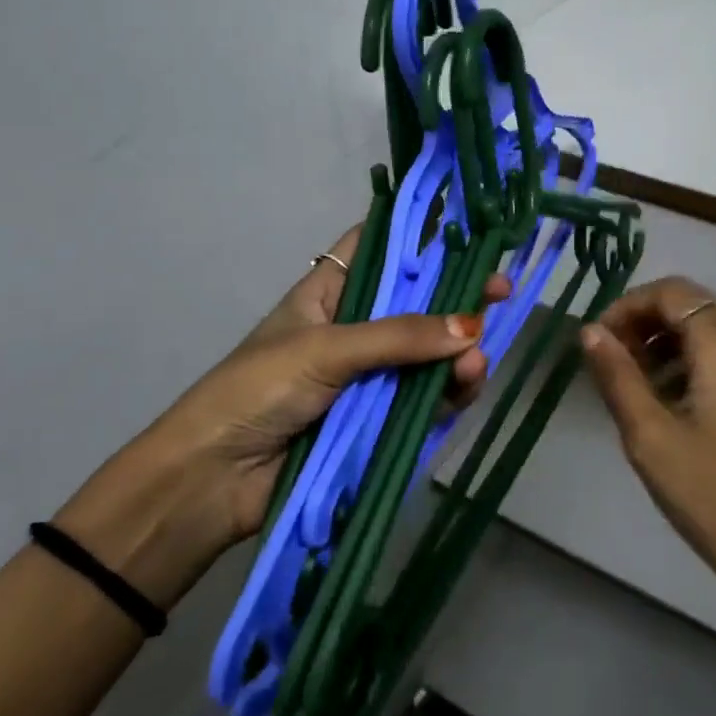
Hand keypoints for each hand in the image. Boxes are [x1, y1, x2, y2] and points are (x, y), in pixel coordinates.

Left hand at [57, 226, 506, 606]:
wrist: (213, 481)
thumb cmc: (257, 391)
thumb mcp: (325, 349)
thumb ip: (399, 337)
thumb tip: (473, 328)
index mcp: (329, 294)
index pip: (379, 251)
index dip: (421, 240)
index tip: (469, 233)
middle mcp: (353, 330)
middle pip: (416, 305)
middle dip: (457, 299)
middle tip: (502, 293)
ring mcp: (369, 378)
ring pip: (428, 355)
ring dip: (458, 354)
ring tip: (479, 358)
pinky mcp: (379, 422)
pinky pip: (424, 400)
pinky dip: (449, 393)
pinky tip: (469, 384)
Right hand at [579, 276, 715, 628]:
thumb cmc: (713, 494)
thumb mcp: (650, 435)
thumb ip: (618, 376)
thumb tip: (589, 331)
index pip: (672, 291)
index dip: (627, 305)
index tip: (596, 341)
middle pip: (690, 306)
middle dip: (642, 323)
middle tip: (607, 361)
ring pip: (705, 332)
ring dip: (661, 344)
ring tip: (628, 385)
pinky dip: (684, 364)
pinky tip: (662, 405)